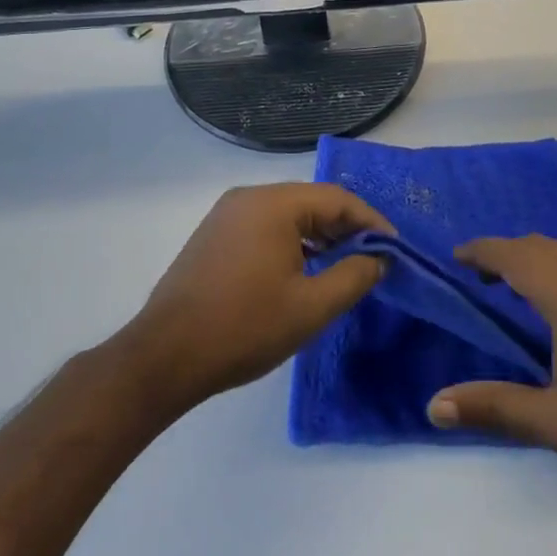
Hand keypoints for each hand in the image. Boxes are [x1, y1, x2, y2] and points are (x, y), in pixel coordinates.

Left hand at [124, 184, 393, 413]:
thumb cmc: (243, 328)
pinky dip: (291, 242)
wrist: (162, 358)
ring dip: (319, 236)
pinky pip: (264, 227)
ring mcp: (226, 215)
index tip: (394, 249)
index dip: (371, 222)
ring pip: (288, 215)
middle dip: (346, 228)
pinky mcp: (213, 235)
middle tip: (372, 258)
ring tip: (342, 266)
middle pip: (312, 202)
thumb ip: (353, 276)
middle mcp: (249, 197)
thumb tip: (378, 258)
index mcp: (274, 204)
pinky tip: (301, 271)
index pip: (337, 199)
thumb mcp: (311, 307)